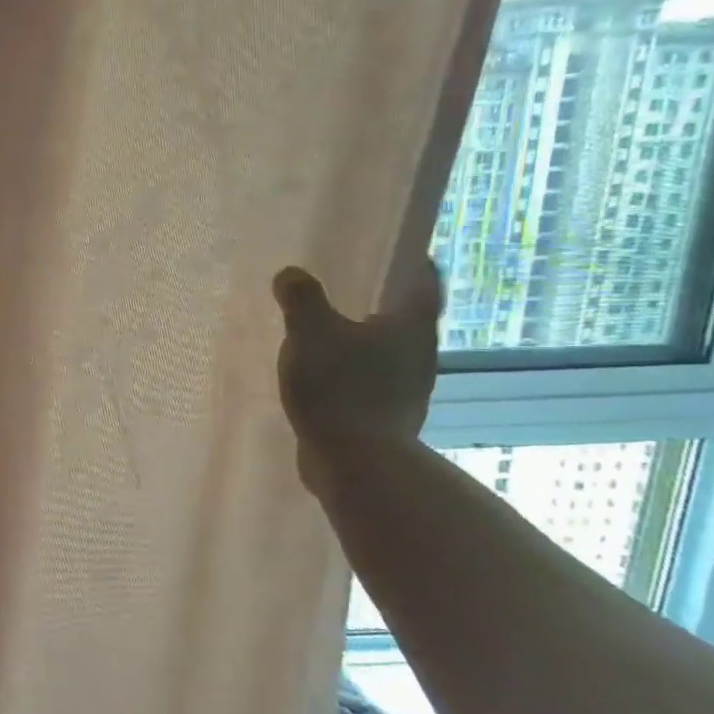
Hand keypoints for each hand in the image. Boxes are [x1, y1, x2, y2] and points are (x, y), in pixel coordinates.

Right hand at [272, 262, 442, 491]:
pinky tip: (322, 378)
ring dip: (361, 342)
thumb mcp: (310, 332)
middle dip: (378, 303)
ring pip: (386, 353)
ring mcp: (406, 390)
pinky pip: (369, 383)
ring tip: (325, 334)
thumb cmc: (340, 387)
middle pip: (404, 317)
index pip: (423, 279)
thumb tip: (291, 274)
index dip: (410, 260)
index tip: (389, 250)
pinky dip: (351, 374)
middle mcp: (419, 353)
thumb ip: (301, 298)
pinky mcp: (386, 419)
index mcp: (411, 325)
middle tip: (344, 288)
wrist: (356, 462)